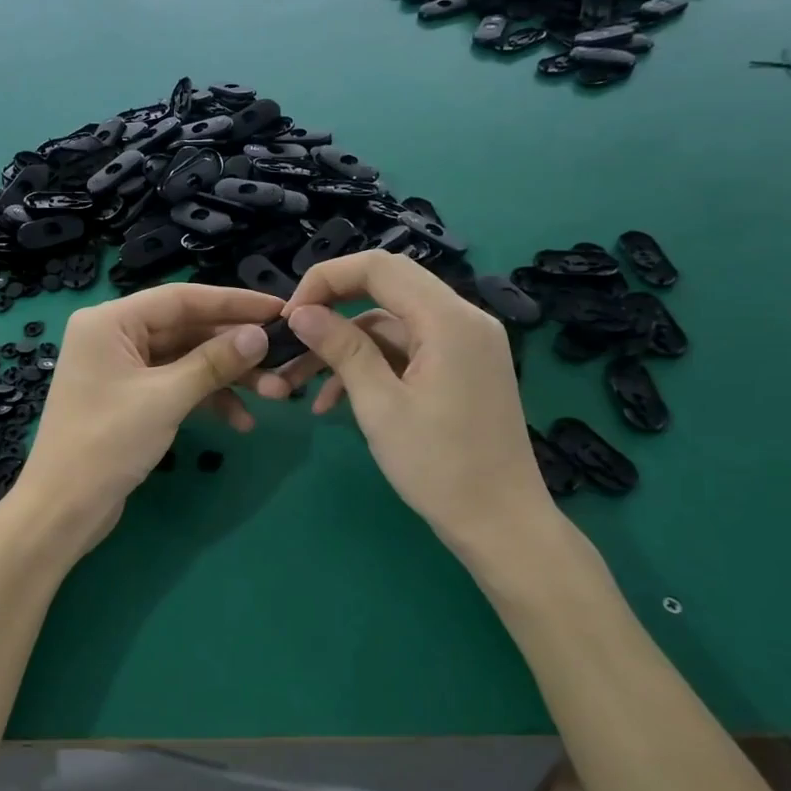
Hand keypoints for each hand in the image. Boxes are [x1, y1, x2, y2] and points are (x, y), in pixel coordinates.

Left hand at [9, 283, 280, 556]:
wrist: (63, 509)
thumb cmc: (106, 444)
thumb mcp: (165, 398)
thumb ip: (214, 363)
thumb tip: (260, 336)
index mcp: (110, 321)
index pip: (181, 299)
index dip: (233, 302)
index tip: (278, 309)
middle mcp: (114, 336)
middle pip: (187, 329)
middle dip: (235, 348)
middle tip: (283, 359)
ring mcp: (122, 369)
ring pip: (186, 360)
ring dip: (227, 377)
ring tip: (274, 394)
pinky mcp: (130, 399)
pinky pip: (176, 386)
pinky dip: (206, 400)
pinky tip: (240, 421)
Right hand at [255, 250, 552, 563]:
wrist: (501, 524)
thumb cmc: (440, 467)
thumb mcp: (380, 406)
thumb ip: (342, 350)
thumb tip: (301, 313)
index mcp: (449, 319)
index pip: (379, 267)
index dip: (326, 280)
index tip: (290, 316)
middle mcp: (463, 319)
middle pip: (386, 289)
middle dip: (332, 311)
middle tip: (291, 340)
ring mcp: (465, 345)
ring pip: (391, 325)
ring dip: (344, 349)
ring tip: (297, 385)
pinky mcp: (461, 369)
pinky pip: (407, 352)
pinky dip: (371, 368)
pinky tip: (332, 402)